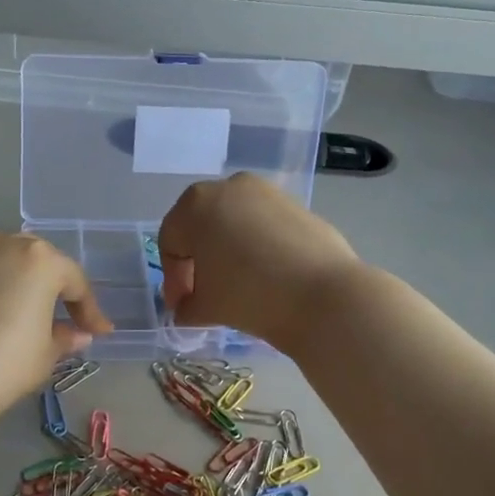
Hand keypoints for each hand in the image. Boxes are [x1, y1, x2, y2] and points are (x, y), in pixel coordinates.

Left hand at [0, 233, 111, 429]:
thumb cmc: (3, 364)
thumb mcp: (44, 356)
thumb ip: (63, 338)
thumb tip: (75, 335)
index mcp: (38, 260)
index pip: (73, 280)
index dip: (88, 309)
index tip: (95, 332)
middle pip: (31, 260)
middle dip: (43, 285)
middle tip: (49, 315)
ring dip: (2, 281)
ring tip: (2, 312)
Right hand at [159, 174, 360, 349]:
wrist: (323, 296)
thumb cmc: (248, 295)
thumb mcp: (205, 307)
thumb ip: (186, 306)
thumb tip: (187, 308)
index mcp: (194, 205)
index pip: (171, 243)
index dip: (173, 279)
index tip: (183, 307)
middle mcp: (227, 187)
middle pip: (200, 226)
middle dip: (198, 261)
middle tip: (204, 295)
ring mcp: (265, 192)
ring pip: (233, 221)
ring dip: (227, 250)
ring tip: (237, 285)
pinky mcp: (296, 204)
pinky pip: (262, 224)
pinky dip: (256, 245)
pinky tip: (267, 275)